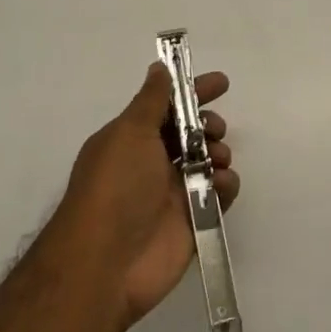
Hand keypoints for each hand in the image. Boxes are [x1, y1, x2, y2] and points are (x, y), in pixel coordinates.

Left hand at [50, 64, 238, 331]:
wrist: (106, 264)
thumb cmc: (115, 186)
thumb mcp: (130, 132)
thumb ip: (152, 99)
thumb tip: (159, 67)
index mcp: (132, 139)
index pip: (168, 106)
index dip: (193, 92)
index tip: (222, 83)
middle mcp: (152, 163)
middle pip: (191, 133)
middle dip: (208, 124)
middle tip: (214, 129)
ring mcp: (172, 194)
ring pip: (208, 162)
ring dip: (218, 153)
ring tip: (216, 160)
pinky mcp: (192, 223)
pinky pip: (218, 196)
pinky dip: (224, 186)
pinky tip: (219, 185)